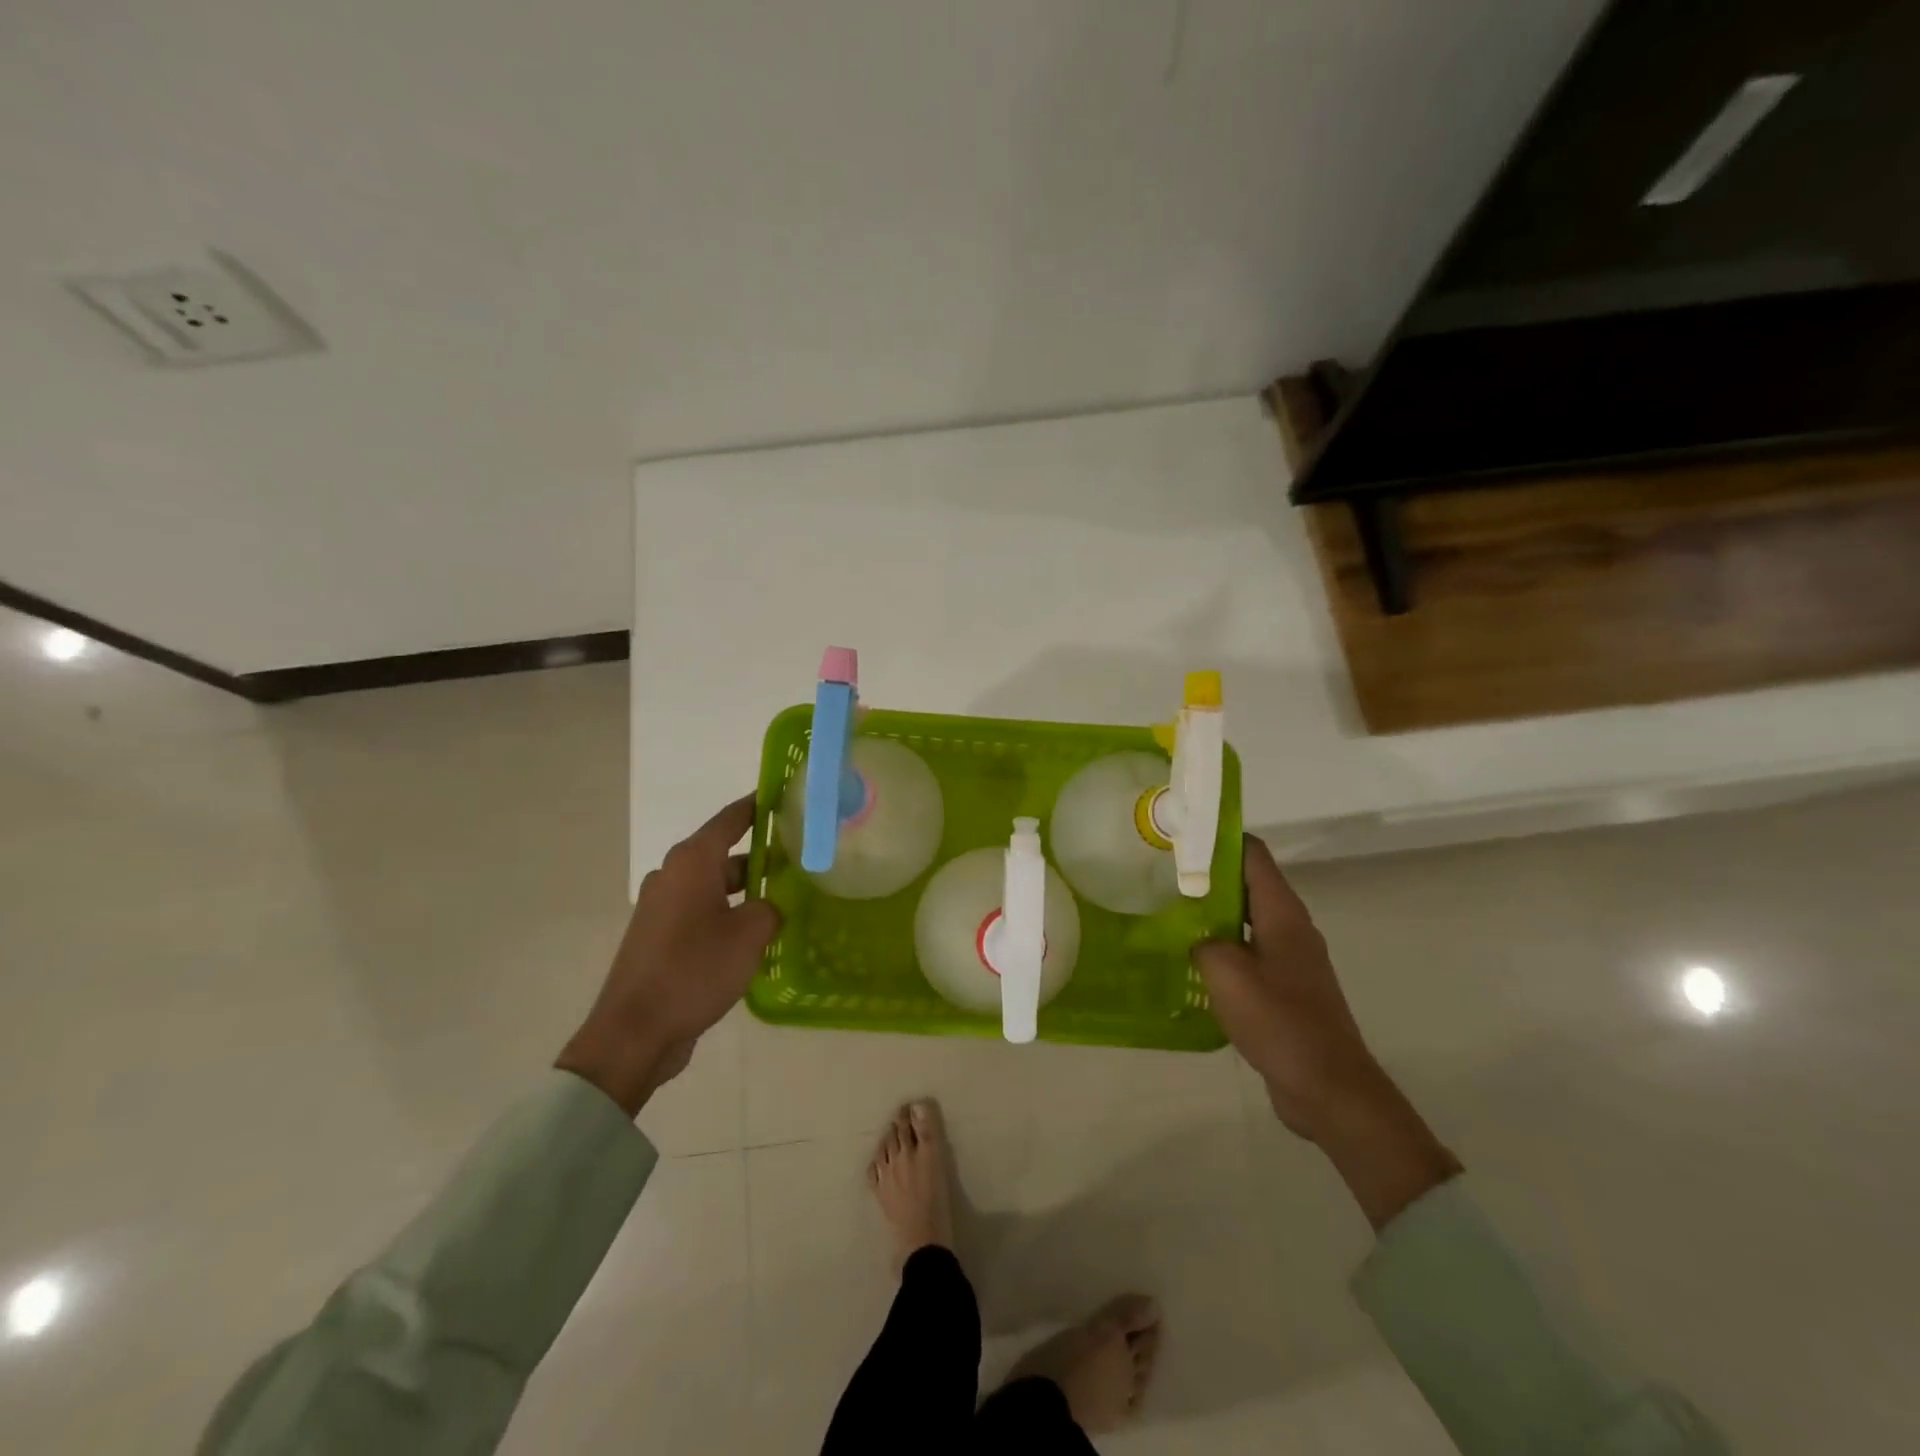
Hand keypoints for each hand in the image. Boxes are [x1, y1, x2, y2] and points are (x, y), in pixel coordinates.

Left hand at [557, 795, 780, 1116]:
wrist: (635, 1031)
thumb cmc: (694, 970)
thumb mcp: (749, 935)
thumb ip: (770, 908)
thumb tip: (769, 906)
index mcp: (692, 862)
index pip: (731, 818)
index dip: (758, 805)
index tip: (785, 795)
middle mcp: (673, 875)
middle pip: (724, 852)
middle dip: (761, 854)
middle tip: (800, 858)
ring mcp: (662, 907)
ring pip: (714, 885)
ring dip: (746, 889)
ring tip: (785, 899)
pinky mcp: (659, 936)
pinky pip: (702, 911)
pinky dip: (727, 913)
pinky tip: (755, 935)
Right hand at [1194, 835, 1457, 1227]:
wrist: (1329, 1089)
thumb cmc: (1280, 1022)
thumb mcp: (1227, 975)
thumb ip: (1202, 942)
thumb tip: (1193, 936)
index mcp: (1282, 914)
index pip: (1253, 855)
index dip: (1220, 838)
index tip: (1181, 835)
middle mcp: (1291, 929)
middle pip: (1248, 885)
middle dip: (1208, 877)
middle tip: (1162, 876)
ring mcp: (1291, 960)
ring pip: (1246, 921)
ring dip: (1212, 915)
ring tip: (1168, 914)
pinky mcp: (1286, 989)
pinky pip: (1249, 954)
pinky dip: (1222, 949)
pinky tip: (1191, 963)